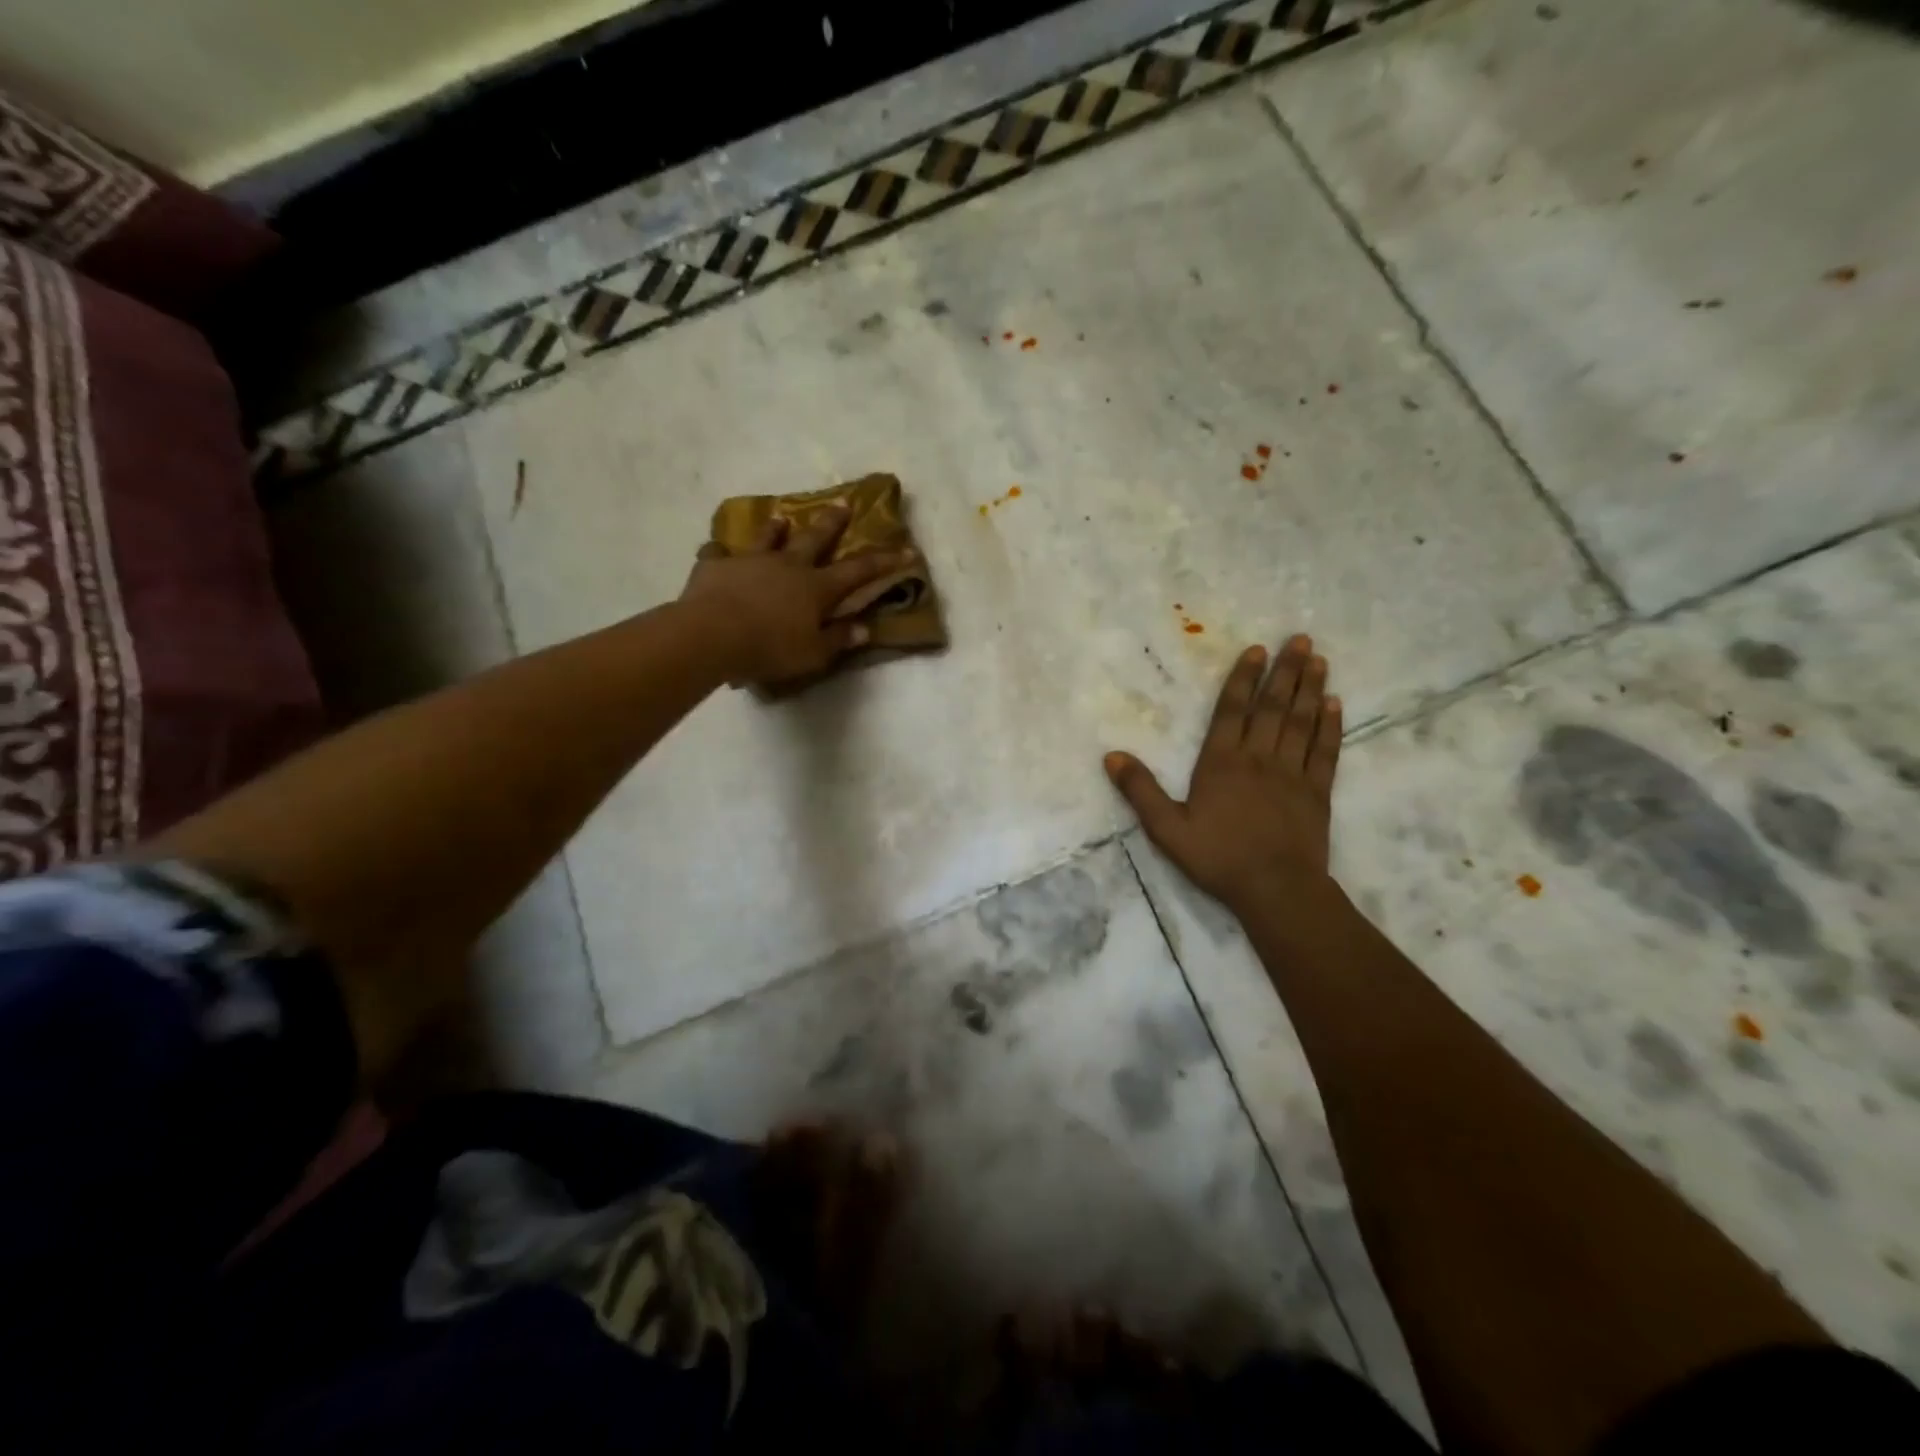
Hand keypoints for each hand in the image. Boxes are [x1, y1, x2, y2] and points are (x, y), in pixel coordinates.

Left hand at [681, 507, 912, 686]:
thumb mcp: (813, 653)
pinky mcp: (715, 566)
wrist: (712, 635)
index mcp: (816, 588)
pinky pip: (716, 554)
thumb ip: (838, 639)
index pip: (859, 571)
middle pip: (814, 539)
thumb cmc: (770, 648)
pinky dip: (719, 553)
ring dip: (776, 529)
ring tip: (780, 518)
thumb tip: (864, 629)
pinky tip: (715, 552)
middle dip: (832, 522)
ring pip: (766, 538)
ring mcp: (750, 561)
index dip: (885, 561)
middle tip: (844, 502)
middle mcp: (787, 566)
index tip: (907, 549)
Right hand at [1105, 635, 1341, 913]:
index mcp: (1221, 763)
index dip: (1244, 679)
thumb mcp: (1166, 828)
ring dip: (1310, 688)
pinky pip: (1326, 751)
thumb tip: (1111, 756)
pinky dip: (1330, 726)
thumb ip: (1140, 790)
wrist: (1275, 889)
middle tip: (1301, 639)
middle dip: (1286, 671)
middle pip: (1273, 707)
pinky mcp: (1318, 792)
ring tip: (1320, 659)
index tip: (1257, 650)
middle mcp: (1259, 758)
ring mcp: (1293, 773)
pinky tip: (1335, 704)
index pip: (1232, 711)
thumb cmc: (1218, 857)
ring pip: (1302, 722)